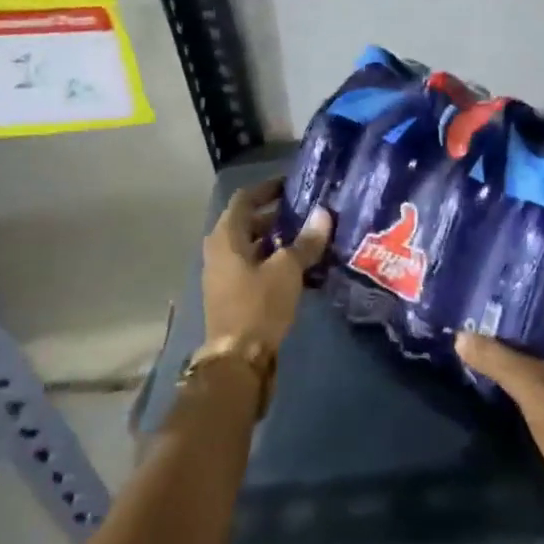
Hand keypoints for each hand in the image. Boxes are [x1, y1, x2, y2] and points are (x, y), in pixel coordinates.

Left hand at [202, 180, 332, 348]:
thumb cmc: (259, 305)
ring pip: (251, 245)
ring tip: (307, 236)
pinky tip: (298, 266)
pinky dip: (272, 259)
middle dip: (276, 214)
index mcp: (226, 236)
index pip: (245, 198)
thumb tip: (324, 214)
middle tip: (306, 211)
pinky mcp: (231, 293)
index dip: (268, 188)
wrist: (237, 358)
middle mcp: (219, 250)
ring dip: (276, 238)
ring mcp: (223, 273)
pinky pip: (252, 265)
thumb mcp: (287, 269)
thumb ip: (306, 241)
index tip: (293, 185)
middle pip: (247, 221)